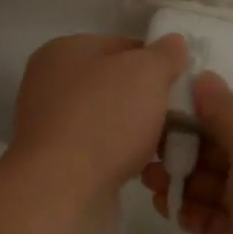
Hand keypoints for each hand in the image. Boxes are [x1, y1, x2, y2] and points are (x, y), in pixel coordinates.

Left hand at [7, 33, 188, 202]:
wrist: (62, 190)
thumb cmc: (104, 120)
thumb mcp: (146, 73)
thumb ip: (164, 54)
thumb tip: (174, 43)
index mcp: (64, 51)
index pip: (122, 46)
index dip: (156, 61)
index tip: (182, 83)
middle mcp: (50, 83)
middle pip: (115, 84)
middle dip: (148, 100)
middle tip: (181, 116)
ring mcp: (50, 125)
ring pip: (110, 120)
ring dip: (138, 131)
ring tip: (169, 146)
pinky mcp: (56, 162)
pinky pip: (100, 150)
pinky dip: (122, 157)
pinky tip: (146, 168)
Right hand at [143, 73, 232, 233]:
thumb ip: (225, 112)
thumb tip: (202, 77)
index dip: (197, 112)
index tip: (156, 110)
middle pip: (220, 149)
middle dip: (183, 146)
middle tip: (142, 147)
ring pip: (211, 184)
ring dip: (179, 177)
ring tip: (144, 177)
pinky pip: (209, 216)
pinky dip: (186, 208)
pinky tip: (159, 204)